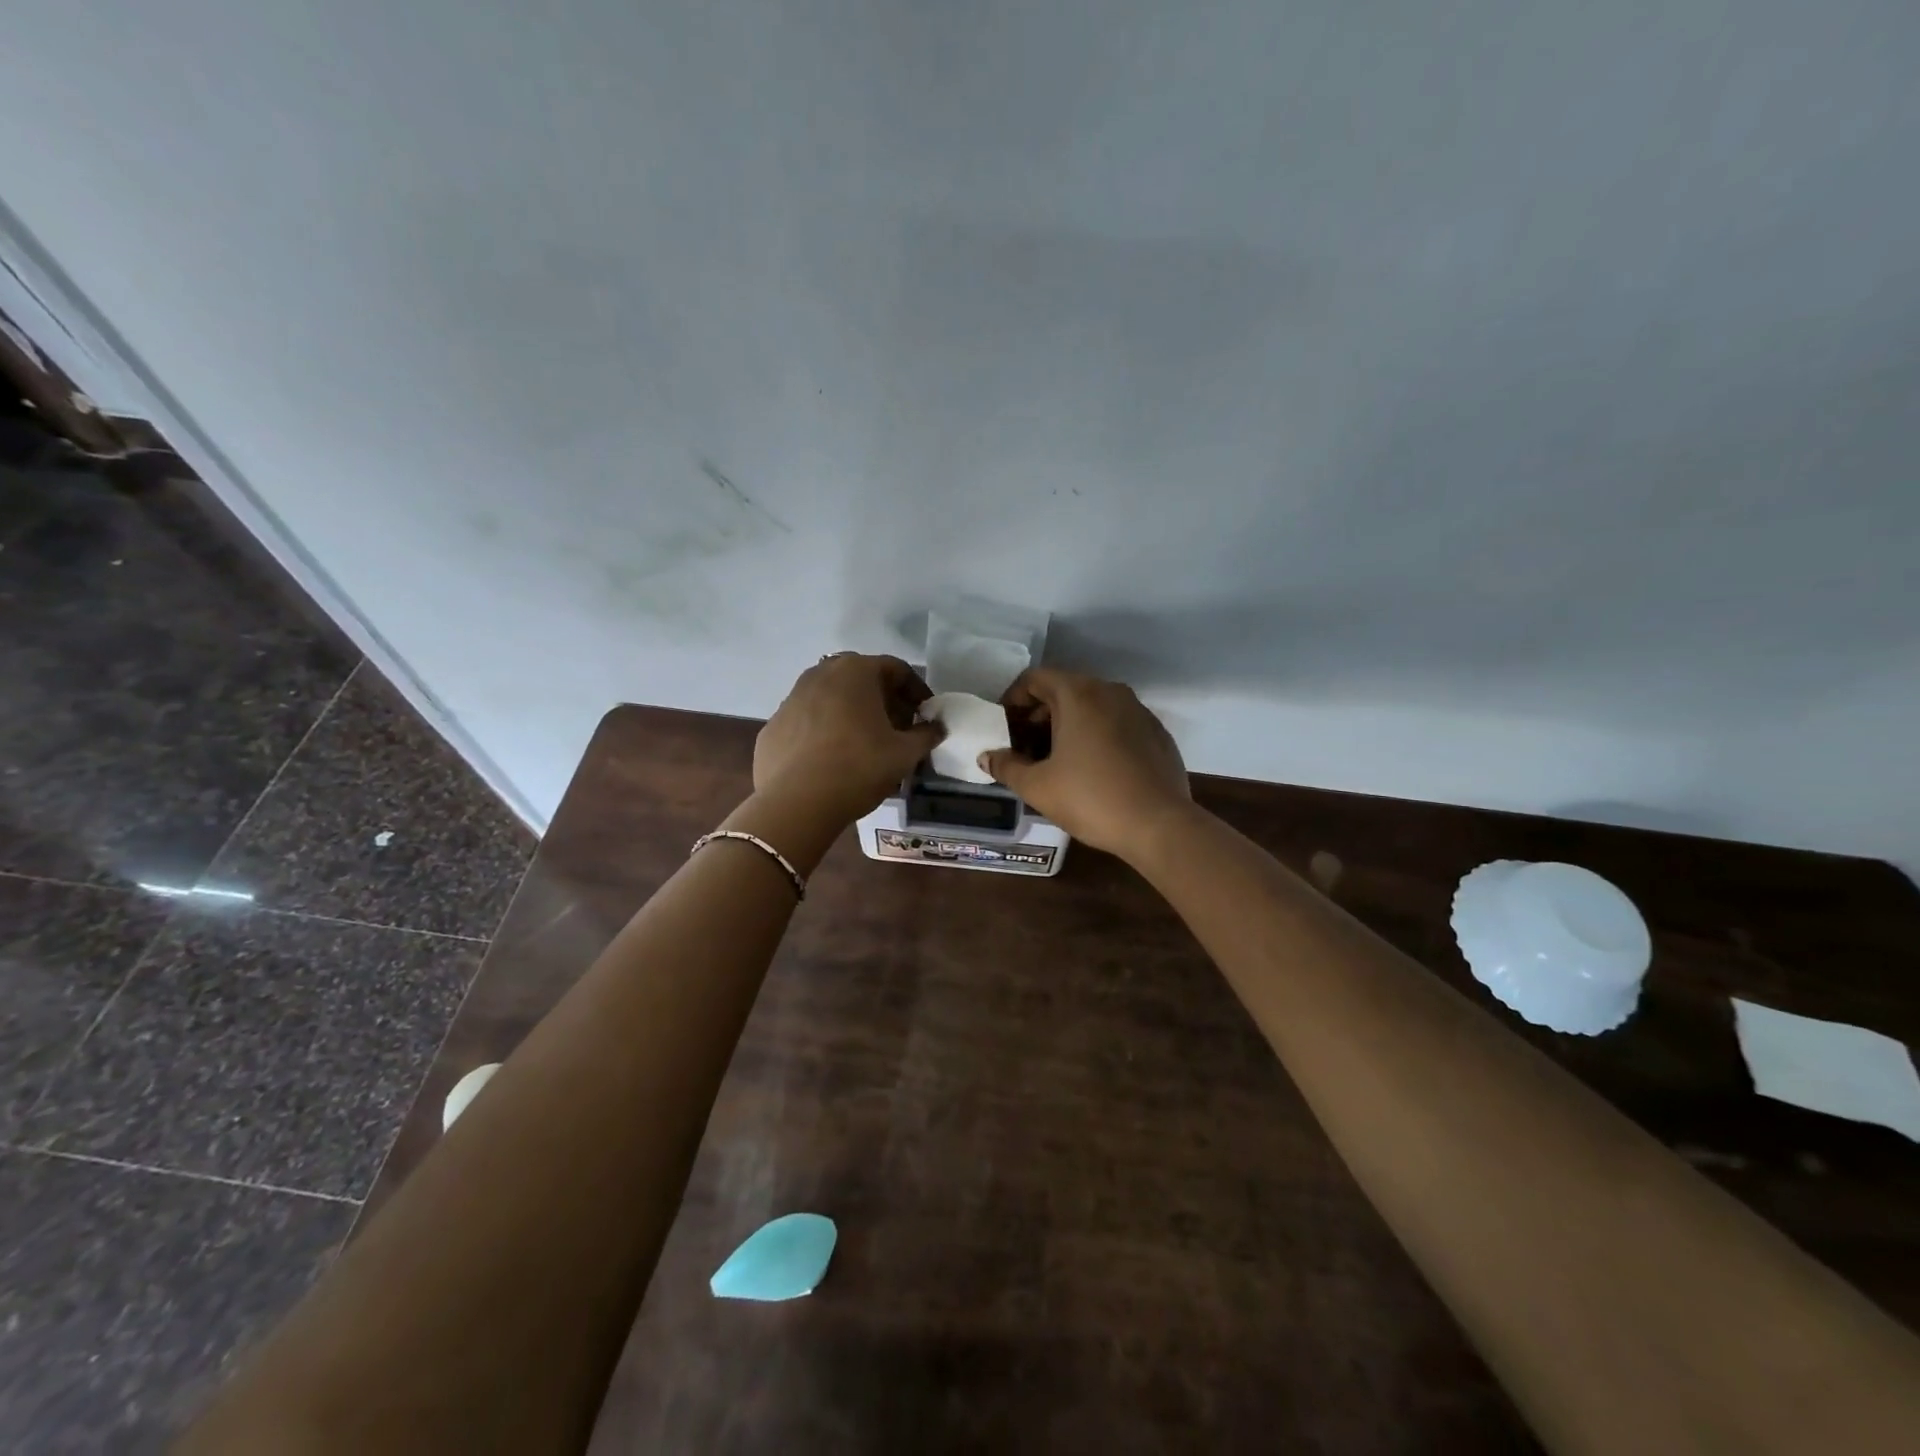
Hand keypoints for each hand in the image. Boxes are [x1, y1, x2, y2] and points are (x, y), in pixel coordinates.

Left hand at [754, 654, 942, 820]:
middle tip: (898, 728)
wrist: (796, 803)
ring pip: (832, 697)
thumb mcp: (905, 754)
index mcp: (856, 671)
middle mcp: (820, 674)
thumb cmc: (858, 768)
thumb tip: (936, 728)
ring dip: (853, 713)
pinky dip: (825, 731)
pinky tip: (832, 758)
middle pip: (862, 679)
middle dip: (884, 700)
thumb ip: (926, 735)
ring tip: (866, 744)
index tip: (926, 715)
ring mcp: (791, 698)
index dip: (917, 691)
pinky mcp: (773, 725)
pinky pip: (809, 720)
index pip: (896, 669)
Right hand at [980, 668, 1191, 860]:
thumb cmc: (1091, 799)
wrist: (1160, 825)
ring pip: (1092, 706)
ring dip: (1067, 725)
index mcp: (1078, 694)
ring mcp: (1138, 710)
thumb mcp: (1038, 786)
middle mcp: (1110, 691)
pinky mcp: (1156, 733)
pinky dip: (1096, 735)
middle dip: (1038, 714)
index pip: (1035, 678)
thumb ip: (1006, 766)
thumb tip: (987, 757)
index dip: (1012, 699)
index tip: (1003, 726)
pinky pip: (1116, 723)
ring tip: (1054, 760)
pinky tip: (1092, 769)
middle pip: (1064, 690)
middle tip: (1023, 747)